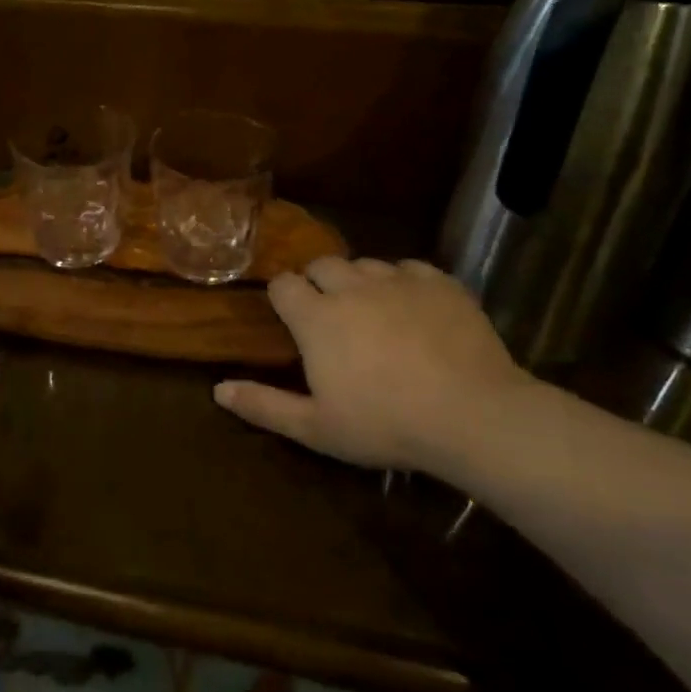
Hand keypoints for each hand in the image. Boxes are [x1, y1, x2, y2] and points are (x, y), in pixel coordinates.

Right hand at [214, 257, 530, 473]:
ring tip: (373, 313)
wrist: (473, 415)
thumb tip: (217, 390)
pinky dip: (405, 283)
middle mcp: (352, 288)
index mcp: (317, 318)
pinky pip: (411, 268)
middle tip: (330, 317)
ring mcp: (399, 281)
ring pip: (366, 264)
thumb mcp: (316, 427)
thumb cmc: (384, 424)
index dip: (283, 298)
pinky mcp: (440, 283)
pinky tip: (415, 310)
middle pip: (322, 265)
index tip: (291, 320)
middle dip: (318, 283)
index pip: (284, 284)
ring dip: (360, 282)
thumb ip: (264, 405)